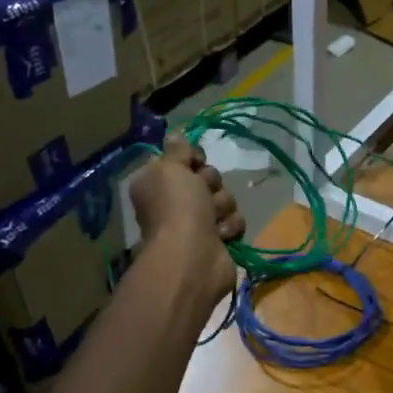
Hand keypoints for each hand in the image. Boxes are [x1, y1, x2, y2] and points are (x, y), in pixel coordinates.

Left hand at [127, 135, 244, 307]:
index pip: (183, 157)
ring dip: (222, 207)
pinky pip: (235, 221)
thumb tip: (176, 134)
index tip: (195, 162)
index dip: (193, 158)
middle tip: (202, 195)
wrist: (193, 257)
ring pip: (225, 198)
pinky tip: (220, 236)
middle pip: (208, 177)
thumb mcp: (171, 168)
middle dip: (210, 184)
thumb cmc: (178, 208)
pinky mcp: (218, 240)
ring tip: (212, 221)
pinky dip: (229, 227)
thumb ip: (177, 149)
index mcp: (158, 182)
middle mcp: (176, 201)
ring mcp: (198, 222)